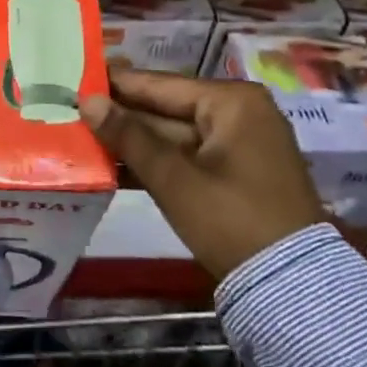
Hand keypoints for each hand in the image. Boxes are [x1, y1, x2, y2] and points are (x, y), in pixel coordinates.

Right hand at [81, 68, 323, 279]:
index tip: (78, 77)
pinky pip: (189, 157)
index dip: (117, 84)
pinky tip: (115, 167)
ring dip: (135, 142)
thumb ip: (129, 136)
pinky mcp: (239, 175)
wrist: (293, 289)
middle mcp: (241, 113)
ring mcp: (242, 145)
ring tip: (84, 138)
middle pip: (168, 109)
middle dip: (123, 116)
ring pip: (176, 136)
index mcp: (232, 101)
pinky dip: (158, 163)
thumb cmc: (232, 220)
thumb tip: (87, 101)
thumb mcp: (174, 178)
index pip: (161, 84)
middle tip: (74, 110)